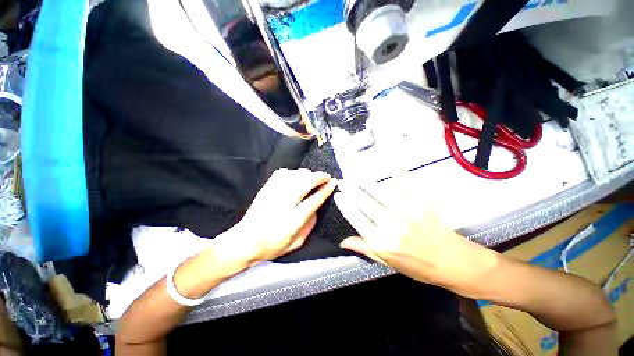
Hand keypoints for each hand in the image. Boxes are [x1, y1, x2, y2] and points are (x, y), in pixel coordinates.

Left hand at [221, 169, 336, 264]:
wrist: (244, 241)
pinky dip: (292, 172)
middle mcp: (283, 204)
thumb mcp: (297, 242)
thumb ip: (310, 224)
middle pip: (305, 182)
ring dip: (307, 174)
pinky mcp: (266, 189)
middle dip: (319, 177)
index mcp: (293, 220)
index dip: (326, 189)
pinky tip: (296, 176)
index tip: (333, 183)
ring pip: (294, 175)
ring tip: (313, 177)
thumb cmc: (272, 246)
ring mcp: (273, 194)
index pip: (314, 199)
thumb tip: (317, 207)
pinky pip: (281, 173)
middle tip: (326, 177)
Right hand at [334, 181, 499, 298]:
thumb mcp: (388, 263)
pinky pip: (407, 184)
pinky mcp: (421, 203)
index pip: (355, 218)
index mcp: (381, 241)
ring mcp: (406, 212)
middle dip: (350, 190)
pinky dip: (398, 172)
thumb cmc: (418, 267)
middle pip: (364, 202)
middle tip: (342, 182)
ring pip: (380, 192)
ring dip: (365, 183)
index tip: (338, 195)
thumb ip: (365, 249)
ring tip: (356, 177)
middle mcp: (391, 225)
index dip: (344, 204)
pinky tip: (390, 162)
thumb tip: (342, 242)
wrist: (453, 263)